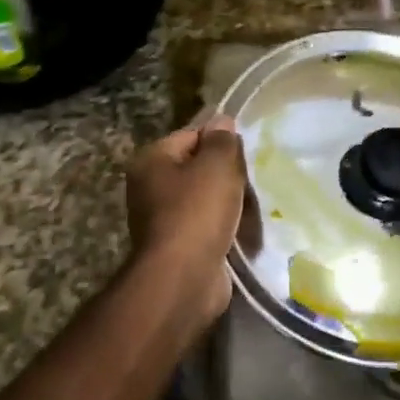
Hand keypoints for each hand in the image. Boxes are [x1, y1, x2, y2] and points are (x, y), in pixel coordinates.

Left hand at [125, 117, 246, 322]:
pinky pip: (205, 227)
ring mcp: (161, 220)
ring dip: (227, 203)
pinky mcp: (177, 247)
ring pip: (204, 199)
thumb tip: (222, 121)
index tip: (244, 155)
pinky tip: (241, 231)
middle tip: (249, 181)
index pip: (191, 135)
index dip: (220, 141)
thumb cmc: (197, 212)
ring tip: (250, 207)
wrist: (184, 278)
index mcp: (151, 160)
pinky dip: (223, 228)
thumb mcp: (217, 165)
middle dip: (225, 175)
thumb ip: (222, 140)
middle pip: (197, 168)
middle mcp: (149, 187)